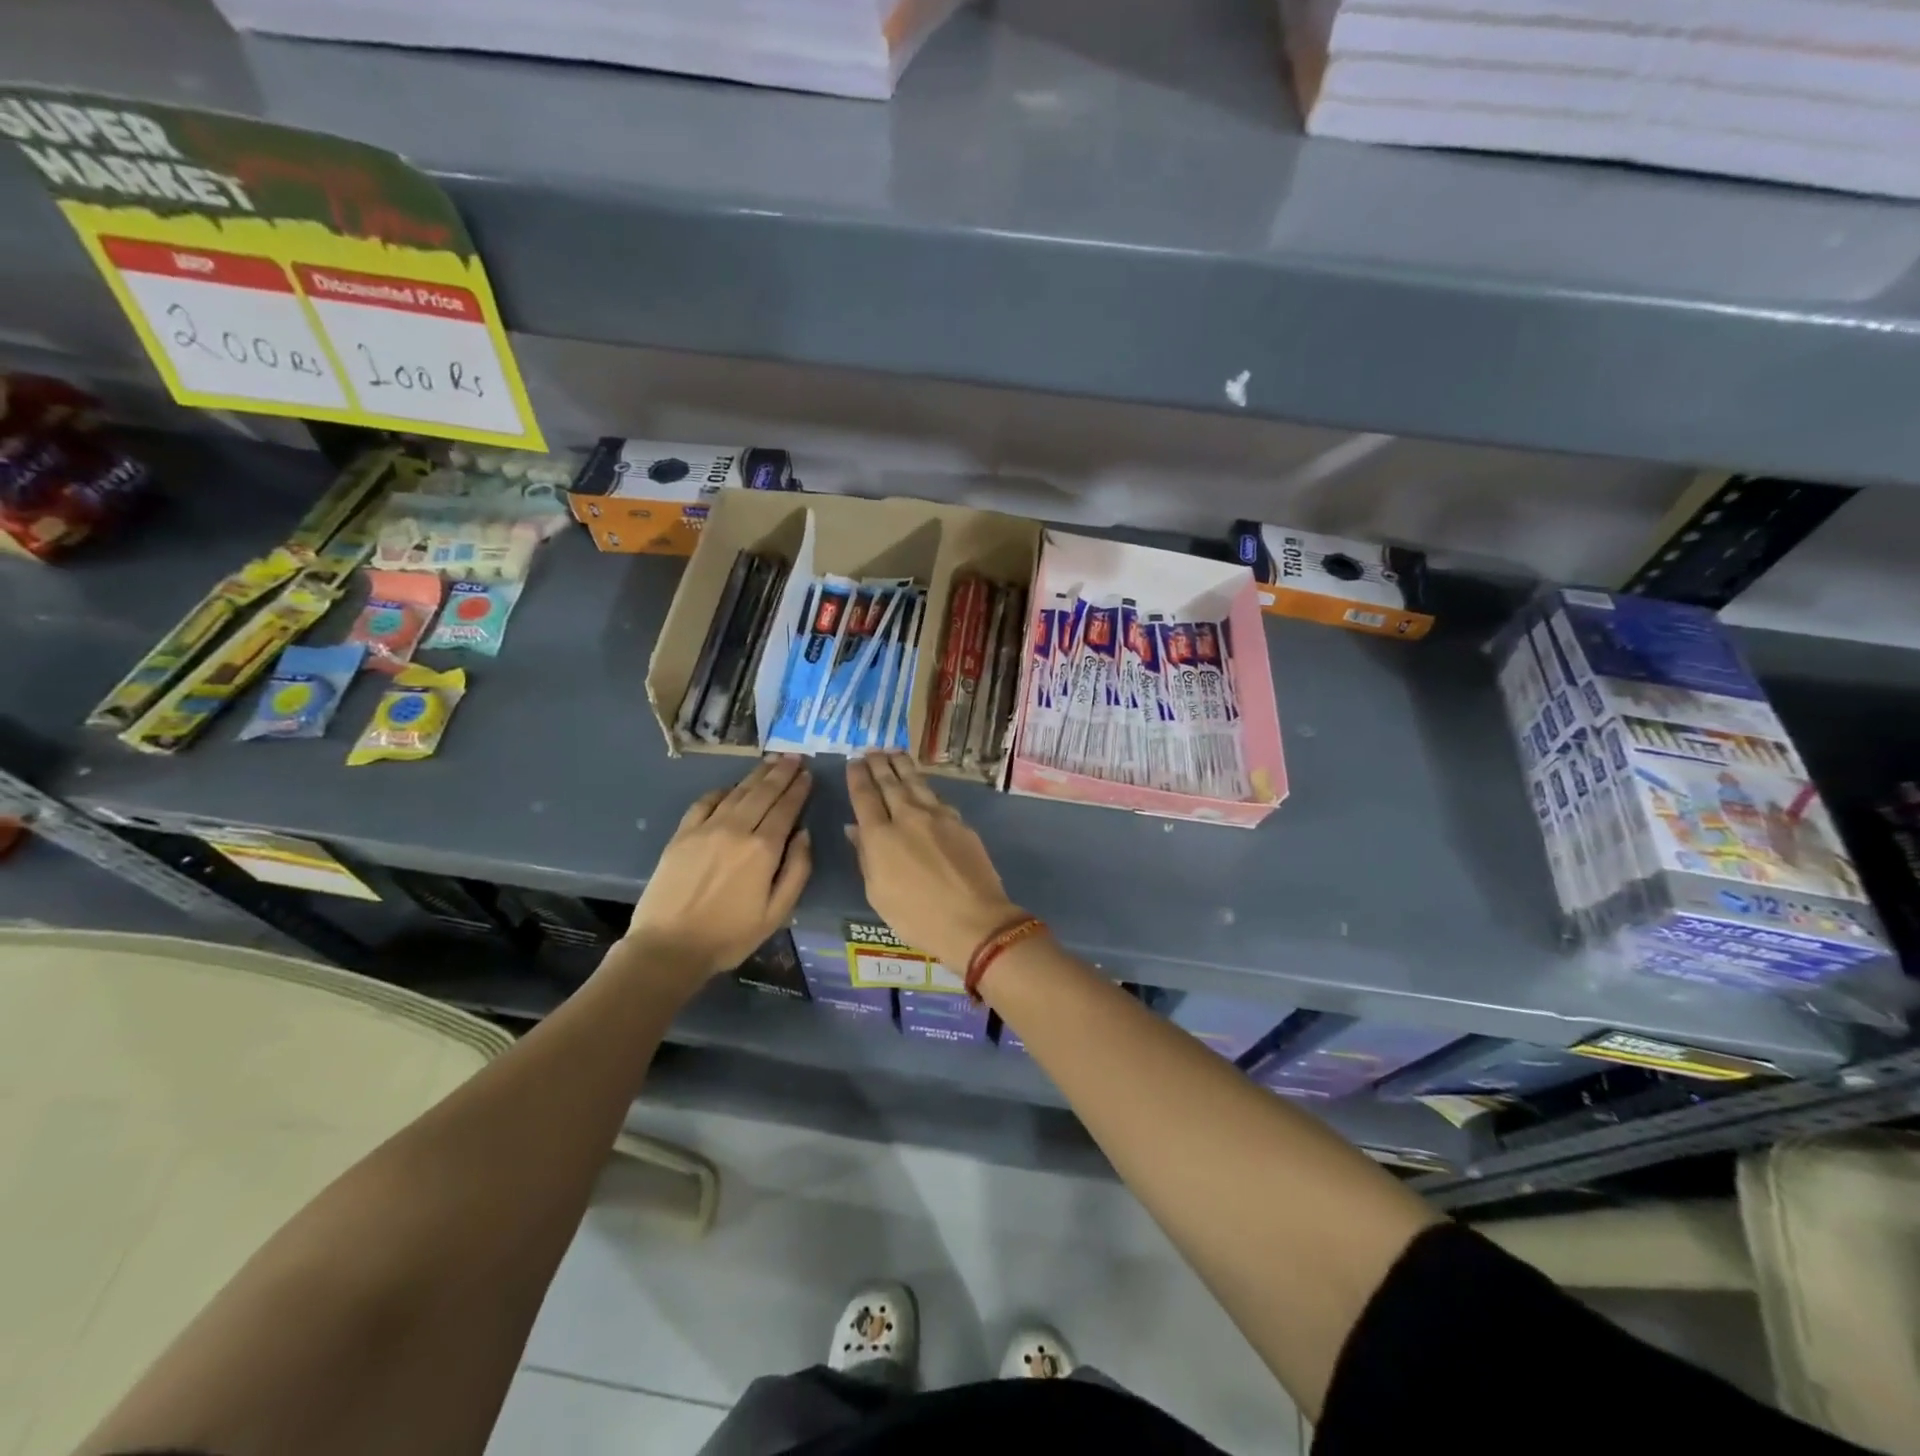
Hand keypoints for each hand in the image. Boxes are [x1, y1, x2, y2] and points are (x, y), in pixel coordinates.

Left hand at [627, 756, 813, 975]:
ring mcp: (706, 829)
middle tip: (794, 756)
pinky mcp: (682, 835)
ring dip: (756, 775)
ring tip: (770, 761)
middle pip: (763, 793)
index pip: (786, 808)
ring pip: (737, 793)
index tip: (808, 773)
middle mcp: (736, 829)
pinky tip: (730, 788)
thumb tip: (804, 834)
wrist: (669, 947)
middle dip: (781, 773)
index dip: (798, 789)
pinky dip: (722, 791)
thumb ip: (797, 870)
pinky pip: (705, 803)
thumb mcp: (777, 912)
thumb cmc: (730, 936)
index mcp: (763, 849)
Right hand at [845, 753, 1023, 970]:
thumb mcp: (878, 893)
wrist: (974, 920)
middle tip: (872, 751)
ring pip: (915, 782)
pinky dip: (924, 785)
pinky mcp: (960, 821)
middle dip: (878, 764)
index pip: (864, 796)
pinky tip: (922, 783)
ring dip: (902, 765)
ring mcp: (937, 816)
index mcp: (880, 836)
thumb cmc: (916, 917)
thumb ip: (865, 856)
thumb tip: (855, 829)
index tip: (853, 762)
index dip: (857, 777)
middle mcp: (907, 816)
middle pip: (889, 782)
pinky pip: (936, 796)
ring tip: (894, 752)